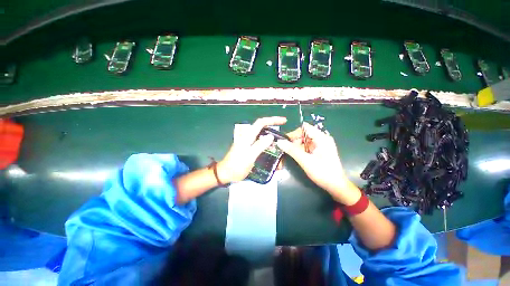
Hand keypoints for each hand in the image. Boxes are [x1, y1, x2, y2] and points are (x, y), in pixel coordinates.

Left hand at [217, 116, 286, 183]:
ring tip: (279, 144)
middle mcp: (248, 136)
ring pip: (262, 135)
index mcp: (247, 136)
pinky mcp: (248, 147)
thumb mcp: (249, 156)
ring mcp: (248, 142)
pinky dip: (267, 144)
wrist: (226, 173)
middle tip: (283, 135)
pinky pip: (260, 142)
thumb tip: (271, 136)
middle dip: (273, 128)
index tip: (284, 121)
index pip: (261, 122)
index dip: (272, 119)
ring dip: (271, 138)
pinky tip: (272, 150)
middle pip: (262, 127)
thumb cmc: (237, 166)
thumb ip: (259, 146)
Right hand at [276, 123, 359, 203]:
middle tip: (287, 150)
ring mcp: (322, 145)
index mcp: (322, 138)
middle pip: (304, 134)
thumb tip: (279, 142)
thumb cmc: (323, 172)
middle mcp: (322, 139)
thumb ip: (292, 150)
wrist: (336, 186)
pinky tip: (298, 156)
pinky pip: (308, 146)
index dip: (294, 133)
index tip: (285, 141)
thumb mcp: (305, 161)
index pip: (305, 128)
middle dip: (295, 141)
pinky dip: (301, 150)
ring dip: (297, 146)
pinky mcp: (320, 151)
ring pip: (305, 141)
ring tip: (292, 154)